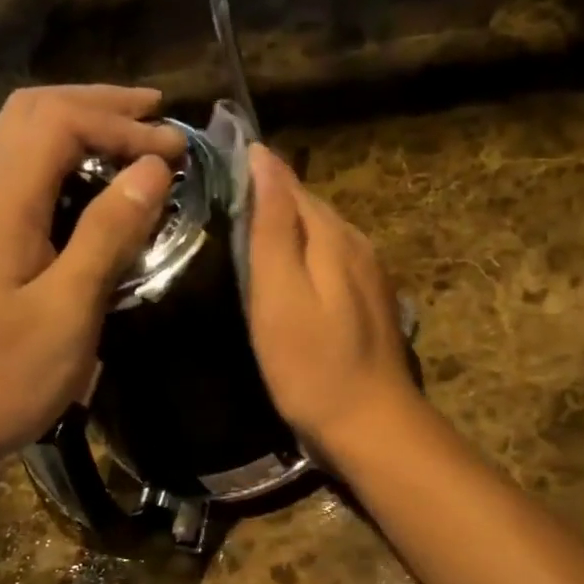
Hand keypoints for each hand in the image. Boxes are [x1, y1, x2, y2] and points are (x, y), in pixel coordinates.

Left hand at [0, 86, 182, 462]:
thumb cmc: (3, 378)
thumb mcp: (69, 309)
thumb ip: (109, 234)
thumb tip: (154, 170)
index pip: (58, 121)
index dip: (122, 124)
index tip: (177, 150)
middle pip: (30, 113)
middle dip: (97, 105)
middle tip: (155, 115)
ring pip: (19, 141)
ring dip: (78, 128)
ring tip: (132, 141)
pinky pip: (19, 178)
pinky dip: (62, 164)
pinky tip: (92, 190)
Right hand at [246, 144, 418, 461]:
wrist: (371, 425)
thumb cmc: (312, 365)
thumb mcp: (279, 294)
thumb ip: (272, 226)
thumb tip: (263, 158)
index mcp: (333, 235)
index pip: (288, 183)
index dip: (253, 172)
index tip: (212, 170)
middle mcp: (358, 245)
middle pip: (308, 209)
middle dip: (269, 201)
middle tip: (219, 207)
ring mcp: (370, 276)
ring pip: (321, 237)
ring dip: (287, 233)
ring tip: (245, 239)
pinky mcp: (370, 305)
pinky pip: (331, 266)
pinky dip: (304, 263)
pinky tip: (286, 280)